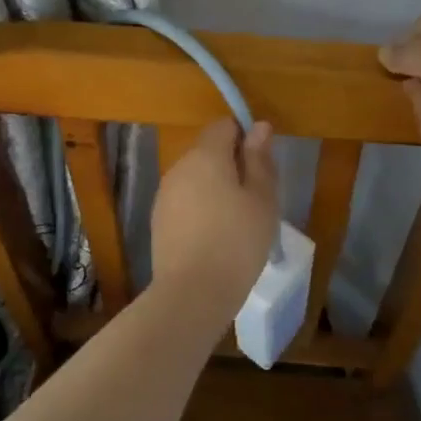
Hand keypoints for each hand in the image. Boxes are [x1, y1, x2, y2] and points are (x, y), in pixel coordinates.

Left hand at [150, 118, 279, 317]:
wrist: (192, 294)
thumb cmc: (237, 241)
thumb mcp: (262, 199)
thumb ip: (259, 159)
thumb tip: (259, 127)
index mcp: (205, 155)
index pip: (224, 126)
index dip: (245, 137)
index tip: (261, 165)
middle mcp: (179, 167)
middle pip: (208, 151)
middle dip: (232, 165)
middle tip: (256, 198)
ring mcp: (165, 194)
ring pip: (196, 177)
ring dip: (216, 188)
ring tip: (238, 222)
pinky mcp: (158, 220)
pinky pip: (185, 201)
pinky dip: (201, 209)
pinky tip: (215, 238)